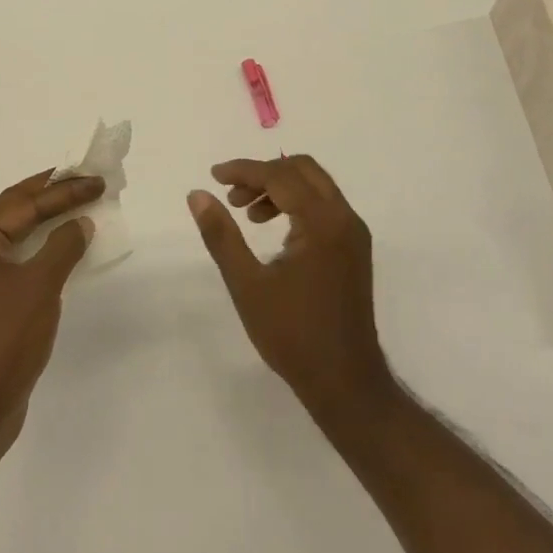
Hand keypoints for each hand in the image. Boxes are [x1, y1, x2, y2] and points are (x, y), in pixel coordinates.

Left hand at [0, 170, 100, 457]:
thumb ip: (62, 246)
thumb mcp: (39, 286)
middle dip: (52, 196)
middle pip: (15, 211)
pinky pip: (16, 260)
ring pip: (15, 236)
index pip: (23, 201)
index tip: (95, 180)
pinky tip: (61, 249)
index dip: (62, 189)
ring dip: (47, 221)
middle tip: (87, 181)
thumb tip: (81, 222)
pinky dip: (40, 249)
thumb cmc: (3, 339)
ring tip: (78, 207)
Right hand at [188, 155, 395, 425]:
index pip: (279, 176)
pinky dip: (296, 203)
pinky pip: (324, 205)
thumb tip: (198, 194)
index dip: (244, 170)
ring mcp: (354, 233)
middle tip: (232, 195)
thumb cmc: (293, 335)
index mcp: (321, 222)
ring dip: (279, 187)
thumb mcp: (247, 285)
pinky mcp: (354, 248)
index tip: (214, 175)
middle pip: (302, 169)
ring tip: (247, 214)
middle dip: (263, 173)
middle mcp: (344, 218)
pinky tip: (272, 230)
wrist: (346, 384)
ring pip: (315, 185)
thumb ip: (221, 235)